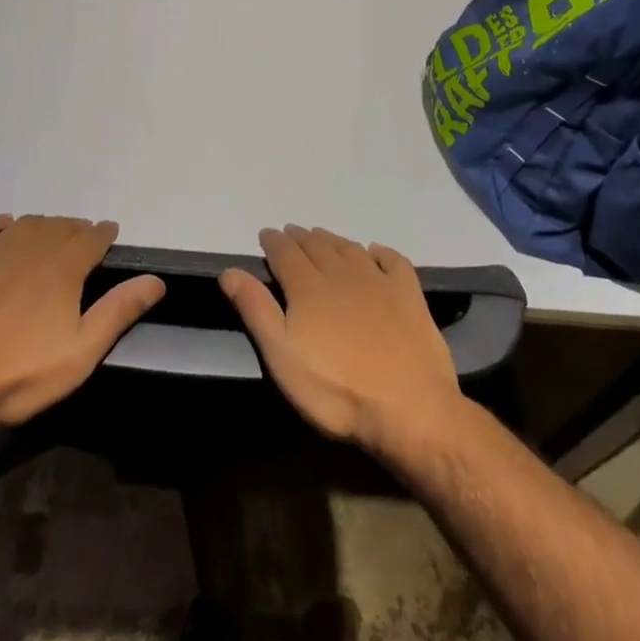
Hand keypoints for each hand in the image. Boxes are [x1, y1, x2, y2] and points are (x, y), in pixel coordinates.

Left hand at [0, 215, 164, 440]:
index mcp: (63, 267)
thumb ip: (118, 312)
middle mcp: (31, 246)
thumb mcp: (79, 354)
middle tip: (82, 241)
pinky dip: (0, 223)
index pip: (92, 239)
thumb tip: (155, 280)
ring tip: (49, 237)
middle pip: (61, 227)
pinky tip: (3, 229)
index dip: (104, 234)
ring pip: (27, 224)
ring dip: (44, 227)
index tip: (111, 233)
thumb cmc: (17, 375)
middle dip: (76, 231)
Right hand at [220, 226, 465, 458]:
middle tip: (292, 232)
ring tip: (322, 237)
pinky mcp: (409, 295)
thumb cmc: (336, 390)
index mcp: (308, 287)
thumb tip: (230, 270)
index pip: (285, 254)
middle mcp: (341, 274)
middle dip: (301, 238)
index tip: (266, 234)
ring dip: (332, 240)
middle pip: (317, 247)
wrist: (409, 407)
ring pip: (350, 249)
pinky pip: (393, 261)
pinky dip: (381, 252)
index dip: (274, 242)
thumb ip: (256, 310)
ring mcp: (378, 282)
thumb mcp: (283, 356)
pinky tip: (375, 251)